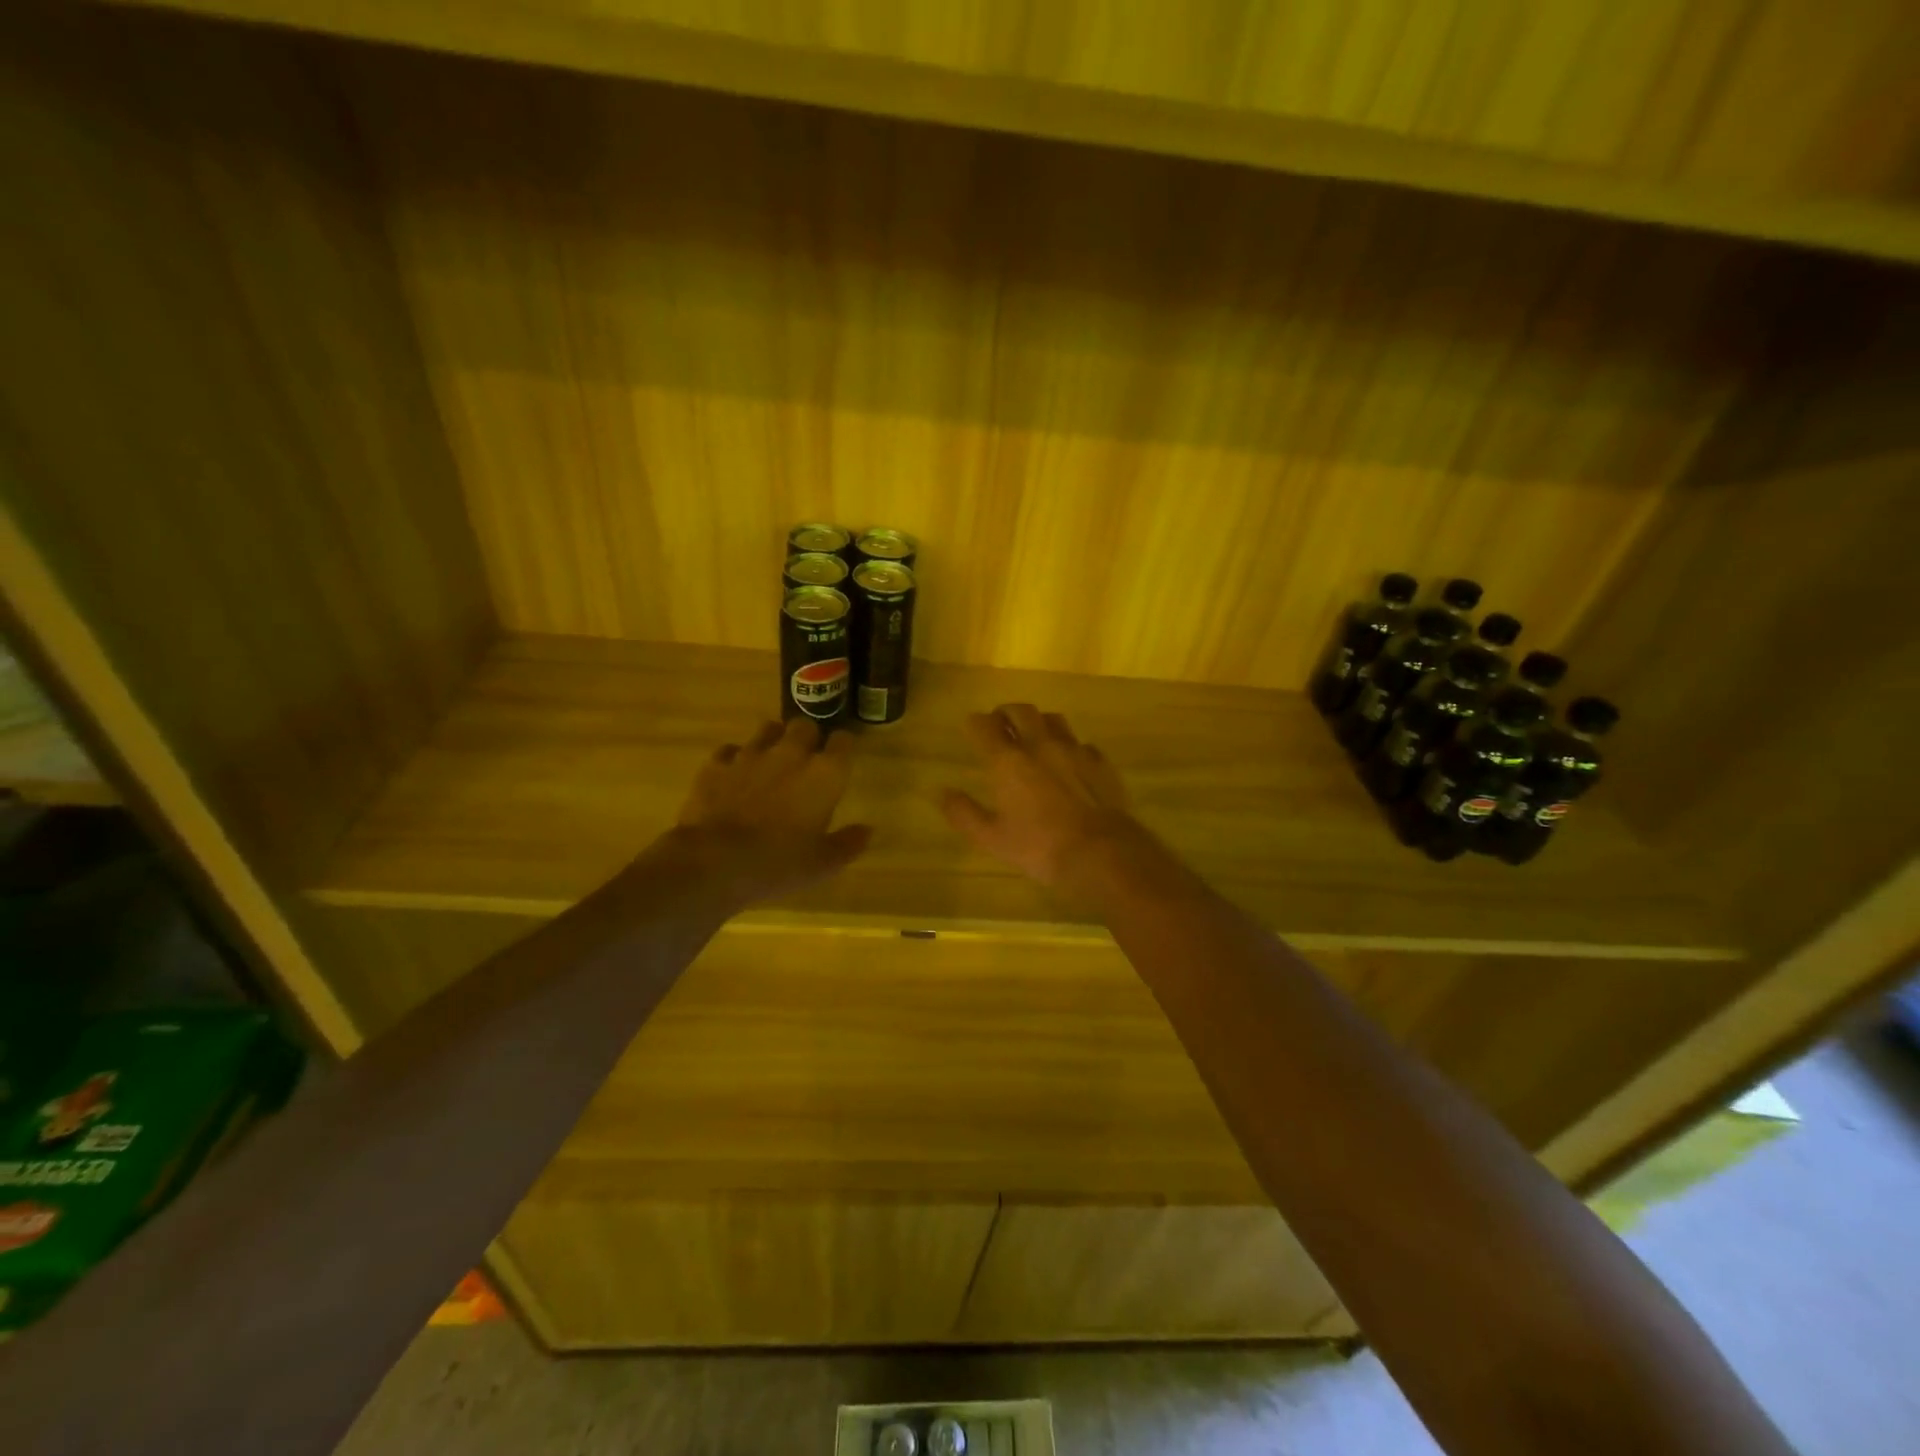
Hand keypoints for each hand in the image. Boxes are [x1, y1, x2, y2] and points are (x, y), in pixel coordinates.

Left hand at [647, 718, 871, 913]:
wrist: (715, 862)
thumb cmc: (779, 863)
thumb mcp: (823, 863)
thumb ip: (848, 843)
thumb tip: (868, 830)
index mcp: (825, 773)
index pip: (844, 740)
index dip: (844, 746)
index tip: (842, 757)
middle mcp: (790, 753)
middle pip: (805, 725)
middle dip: (809, 737)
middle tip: (807, 758)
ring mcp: (750, 755)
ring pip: (768, 729)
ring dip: (774, 740)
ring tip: (772, 760)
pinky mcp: (716, 765)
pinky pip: (730, 750)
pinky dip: (735, 759)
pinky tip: (735, 775)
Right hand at [941, 704, 1154, 903]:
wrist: (1100, 852)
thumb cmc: (1040, 847)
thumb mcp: (992, 838)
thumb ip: (964, 813)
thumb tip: (942, 792)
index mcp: (1008, 761)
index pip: (984, 725)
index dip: (974, 723)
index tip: (971, 728)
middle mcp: (1039, 745)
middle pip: (1020, 711)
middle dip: (1005, 713)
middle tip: (1000, 723)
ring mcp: (1073, 750)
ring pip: (1053, 719)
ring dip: (1038, 722)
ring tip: (1034, 735)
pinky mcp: (1099, 762)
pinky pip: (1081, 743)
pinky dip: (1069, 746)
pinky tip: (1069, 761)